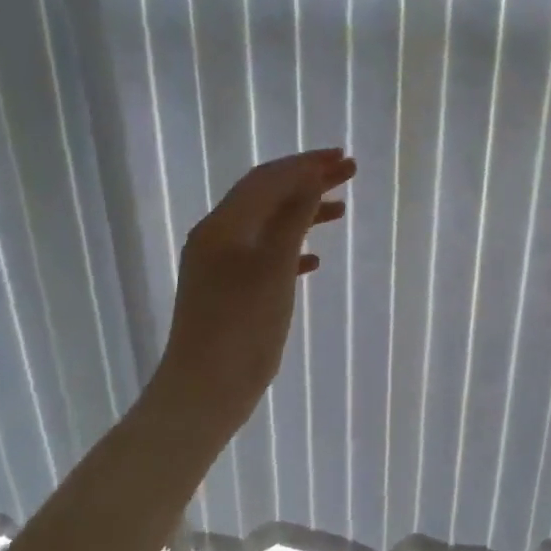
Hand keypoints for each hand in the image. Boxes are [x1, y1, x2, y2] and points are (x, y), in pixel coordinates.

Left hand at [155, 149, 354, 425]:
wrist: (203, 393)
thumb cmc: (242, 328)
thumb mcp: (274, 268)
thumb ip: (293, 220)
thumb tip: (311, 179)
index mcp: (223, 225)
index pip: (268, 178)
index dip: (306, 164)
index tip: (341, 157)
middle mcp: (217, 236)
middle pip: (267, 195)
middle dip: (307, 181)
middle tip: (347, 172)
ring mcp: (220, 264)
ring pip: (268, 224)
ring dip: (303, 212)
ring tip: (341, 210)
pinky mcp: (228, 290)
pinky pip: (264, 255)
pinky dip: (291, 247)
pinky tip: (315, 259)